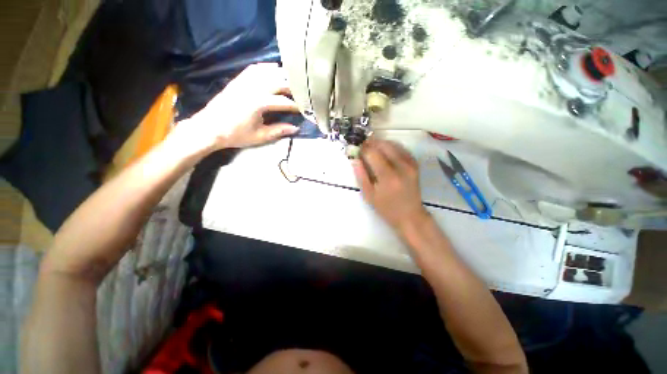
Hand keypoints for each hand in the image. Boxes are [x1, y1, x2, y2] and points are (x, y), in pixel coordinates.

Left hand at [172, 63, 299, 153]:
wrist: (209, 128)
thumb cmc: (235, 134)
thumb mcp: (260, 136)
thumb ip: (278, 131)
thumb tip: (296, 128)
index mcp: (259, 103)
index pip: (284, 101)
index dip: (296, 105)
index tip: (306, 108)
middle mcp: (253, 87)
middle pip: (278, 81)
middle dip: (292, 86)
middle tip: (303, 92)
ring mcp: (244, 81)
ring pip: (267, 71)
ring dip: (281, 75)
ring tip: (292, 81)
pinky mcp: (238, 80)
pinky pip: (254, 69)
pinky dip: (266, 67)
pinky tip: (274, 69)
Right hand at [353, 139, 429, 231]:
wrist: (410, 215)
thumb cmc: (386, 208)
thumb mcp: (369, 195)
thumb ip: (361, 175)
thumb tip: (355, 159)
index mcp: (388, 177)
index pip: (372, 154)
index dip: (363, 149)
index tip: (356, 149)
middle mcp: (401, 166)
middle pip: (384, 145)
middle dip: (371, 143)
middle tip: (363, 146)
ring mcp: (410, 164)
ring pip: (393, 144)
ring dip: (381, 143)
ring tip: (372, 148)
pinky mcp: (415, 164)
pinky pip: (402, 149)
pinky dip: (391, 147)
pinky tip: (385, 151)